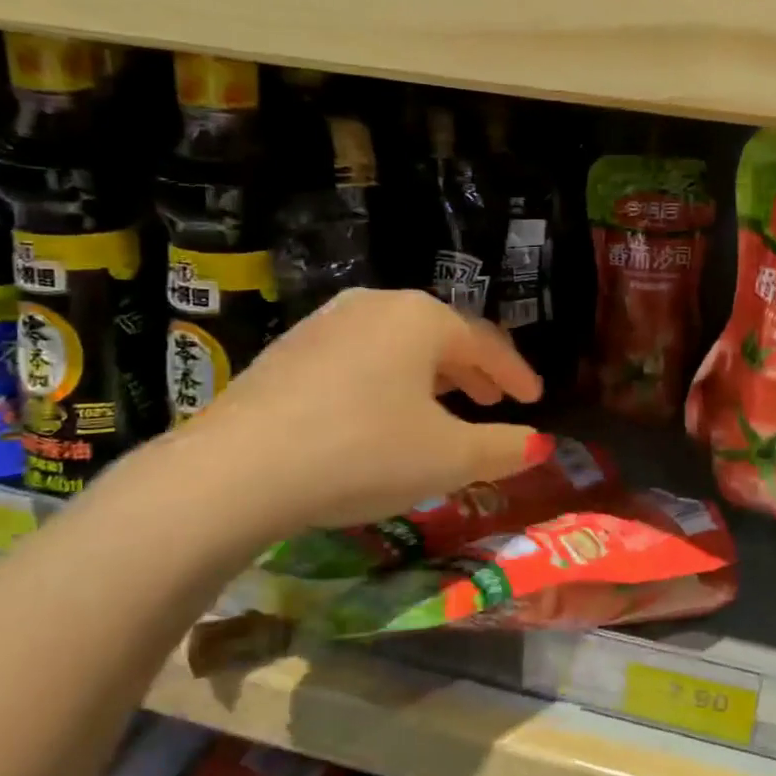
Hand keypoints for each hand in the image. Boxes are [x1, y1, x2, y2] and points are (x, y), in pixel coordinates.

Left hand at [148, 289, 547, 545]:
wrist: (236, 470)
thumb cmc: (363, 451)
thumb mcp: (448, 458)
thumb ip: (503, 448)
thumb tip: (539, 445)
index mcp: (421, 318)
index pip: (486, 342)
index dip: (516, 374)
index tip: (536, 399)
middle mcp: (374, 305)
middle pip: (440, 337)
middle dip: (472, 372)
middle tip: (493, 401)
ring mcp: (324, 324)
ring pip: (396, 346)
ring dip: (428, 376)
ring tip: (442, 408)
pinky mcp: (287, 351)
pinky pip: (358, 360)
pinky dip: (386, 382)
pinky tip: (380, 414)